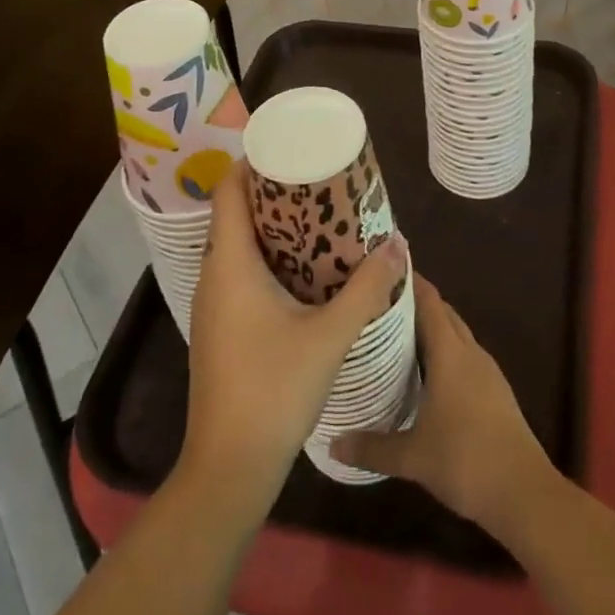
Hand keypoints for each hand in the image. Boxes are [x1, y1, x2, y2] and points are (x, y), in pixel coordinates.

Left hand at [179, 161, 406, 515]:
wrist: (231, 466)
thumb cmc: (275, 390)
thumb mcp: (331, 334)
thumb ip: (368, 287)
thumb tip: (400, 244)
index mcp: (230, 265)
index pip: (229, 192)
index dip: (253, 163)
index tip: (290, 149)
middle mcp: (214, 276)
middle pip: (235, 214)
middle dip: (273, 193)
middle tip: (318, 181)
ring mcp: (214, 305)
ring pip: (238, 246)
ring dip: (273, 228)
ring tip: (319, 218)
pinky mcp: (220, 328)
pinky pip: (241, 273)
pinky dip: (269, 258)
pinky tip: (305, 270)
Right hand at [332, 277, 553, 531]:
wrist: (524, 492)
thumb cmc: (465, 460)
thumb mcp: (411, 457)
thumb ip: (371, 447)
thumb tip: (332, 442)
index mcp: (450, 353)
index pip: (429, 301)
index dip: (409, 281)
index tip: (382, 269)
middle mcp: (470, 352)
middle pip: (443, 313)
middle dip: (415, 303)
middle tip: (379, 303)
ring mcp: (487, 371)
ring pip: (456, 335)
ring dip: (431, 328)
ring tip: (396, 334)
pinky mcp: (495, 391)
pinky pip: (464, 356)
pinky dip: (444, 352)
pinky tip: (425, 373)